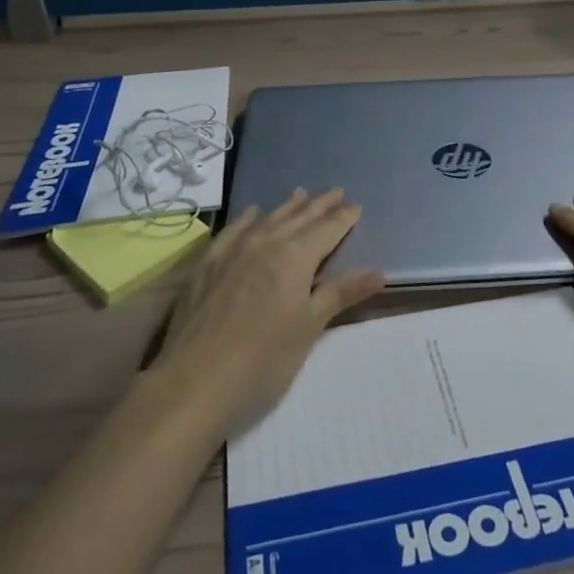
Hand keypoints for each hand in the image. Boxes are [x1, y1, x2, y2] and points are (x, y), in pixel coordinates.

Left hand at [154, 189, 384, 428]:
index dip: (343, 218)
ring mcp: (233, 250)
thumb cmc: (263, 360)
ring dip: (288, 206)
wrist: (193, 382)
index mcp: (296, 256)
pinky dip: (248, 218)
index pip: (327, 229)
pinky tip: (253, 214)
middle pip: (299, 217)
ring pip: (268, 218)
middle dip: (320, 205)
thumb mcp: (309, 327)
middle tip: (336, 191)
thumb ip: (341, 293)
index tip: (355, 206)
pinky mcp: (207, 263)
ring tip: (301, 193)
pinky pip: (234, 229)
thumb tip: (379, 271)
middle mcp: (266, 242)